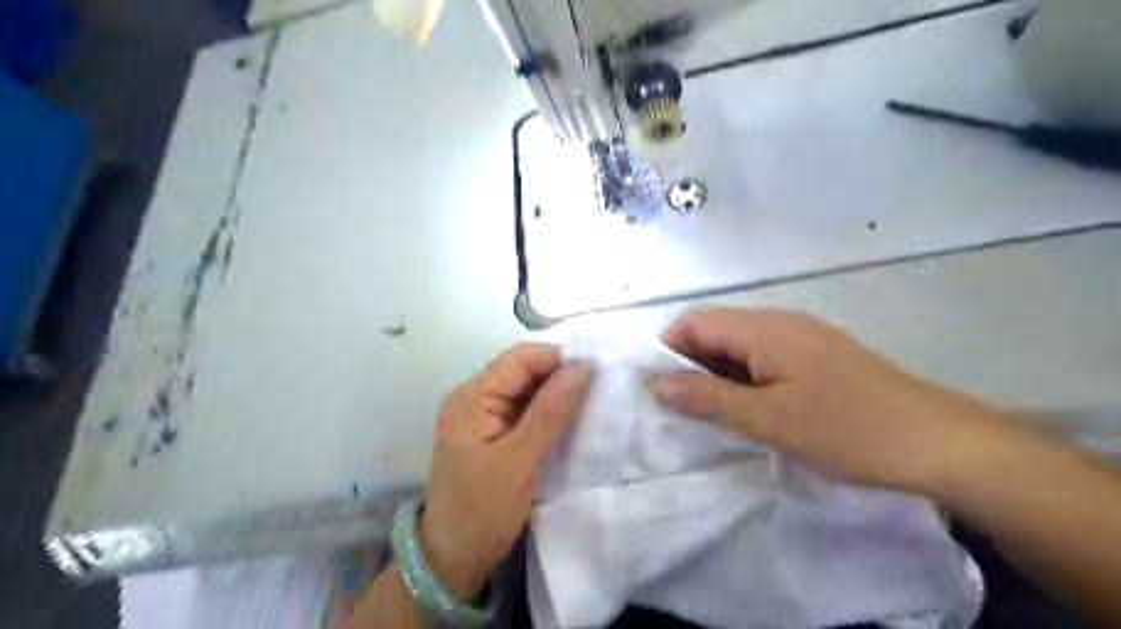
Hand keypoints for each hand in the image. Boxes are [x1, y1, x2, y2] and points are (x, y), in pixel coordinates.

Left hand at [420, 345, 588, 599]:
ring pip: (527, 390)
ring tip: (593, 400)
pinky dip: (549, 411)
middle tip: (601, 387)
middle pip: (523, 371)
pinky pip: (525, 410)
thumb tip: (582, 367)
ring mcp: (483, 416)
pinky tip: (573, 418)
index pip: (520, 359)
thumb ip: (551, 411)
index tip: (597, 371)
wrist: (453, 560)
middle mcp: (474, 398)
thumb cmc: (482, 511)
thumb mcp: (519, 461)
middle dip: (560, 375)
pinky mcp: (493, 433)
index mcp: (471, 397)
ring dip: (557, 393)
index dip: (558, 358)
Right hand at [649, 306, 1021, 490]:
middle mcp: (780, 322)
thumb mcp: (765, 418)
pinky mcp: (819, 357)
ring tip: (715, 416)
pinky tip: (753, 410)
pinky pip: (765, 359)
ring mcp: (803, 338)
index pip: (694, 322)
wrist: (940, 443)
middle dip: (691, 365)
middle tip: (685, 411)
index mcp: (764, 328)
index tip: (659, 391)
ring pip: (740, 347)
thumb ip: (704, 397)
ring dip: (718, 375)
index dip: (667, 350)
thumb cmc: (846, 429)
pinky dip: (745, 380)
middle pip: (716, 331)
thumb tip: (652, 381)